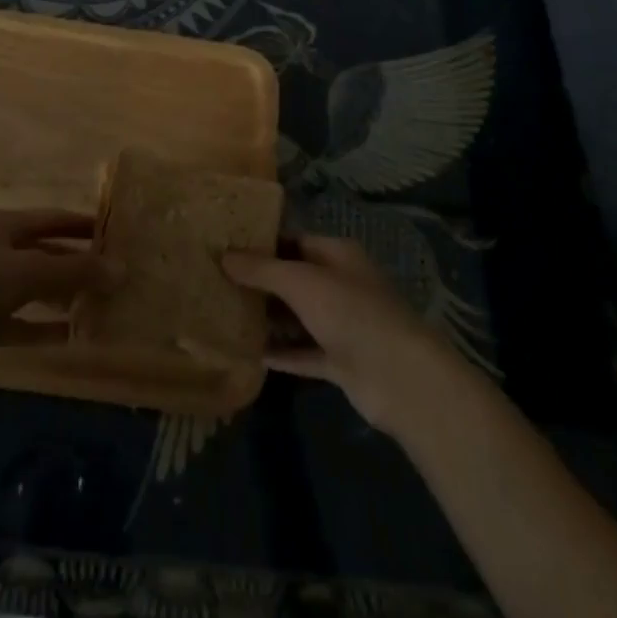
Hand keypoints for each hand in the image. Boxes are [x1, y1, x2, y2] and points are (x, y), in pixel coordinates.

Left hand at [0, 208, 123, 381]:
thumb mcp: (27, 272)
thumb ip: (74, 271)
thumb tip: (121, 270)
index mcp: (6, 225)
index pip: (54, 218)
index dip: (84, 225)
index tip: (117, 234)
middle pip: (47, 253)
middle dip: (79, 264)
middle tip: (115, 276)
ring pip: (36, 289)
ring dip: (65, 297)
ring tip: (101, 306)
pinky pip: (22, 322)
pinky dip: (44, 328)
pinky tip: (73, 337)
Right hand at [222, 234, 454, 431]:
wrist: (398, 377)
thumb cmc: (349, 311)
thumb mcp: (300, 281)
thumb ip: (261, 269)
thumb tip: (224, 256)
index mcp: (337, 254)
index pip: (294, 241)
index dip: (262, 243)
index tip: (227, 248)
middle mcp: (341, 285)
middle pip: (294, 278)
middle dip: (261, 282)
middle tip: (218, 281)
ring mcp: (342, 325)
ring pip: (298, 316)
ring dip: (269, 318)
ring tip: (226, 314)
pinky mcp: (340, 362)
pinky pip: (303, 352)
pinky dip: (281, 353)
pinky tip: (249, 353)